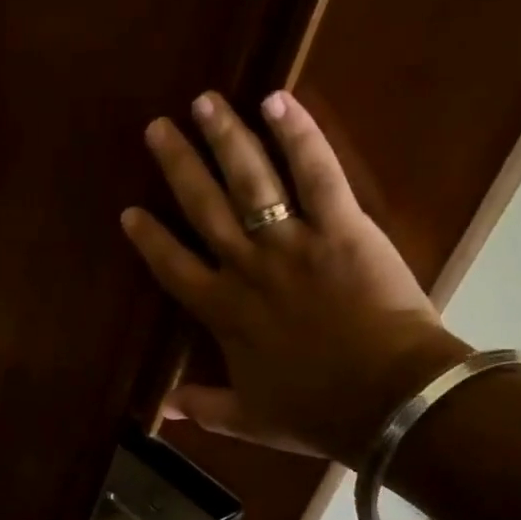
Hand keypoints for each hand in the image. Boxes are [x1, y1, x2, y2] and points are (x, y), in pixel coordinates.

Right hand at [120, 89, 471, 465]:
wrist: (391, 403)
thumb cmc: (319, 412)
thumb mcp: (251, 419)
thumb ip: (205, 408)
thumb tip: (163, 411)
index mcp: (224, 312)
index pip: (173, 267)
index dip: (150, 239)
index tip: (130, 211)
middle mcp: (247, 268)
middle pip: (203, 207)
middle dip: (178, 165)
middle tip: (158, 128)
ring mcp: (292, 243)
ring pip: (250, 181)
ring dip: (224, 138)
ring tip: (204, 101)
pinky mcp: (341, 227)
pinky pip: (316, 174)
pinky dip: (298, 135)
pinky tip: (277, 99)